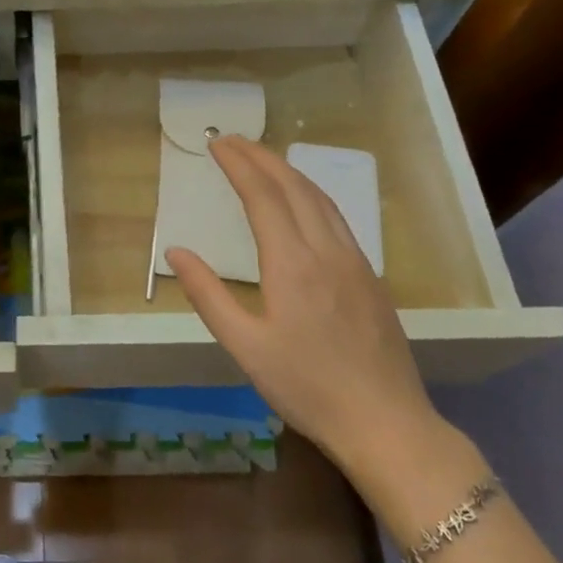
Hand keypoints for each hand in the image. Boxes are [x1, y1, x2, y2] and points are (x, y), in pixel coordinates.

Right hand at [166, 135, 436, 477]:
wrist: (385, 422)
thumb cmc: (305, 387)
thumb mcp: (244, 346)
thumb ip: (208, 294)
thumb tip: (177, 251)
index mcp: (292, 264)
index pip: (262, 196)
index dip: (238, 165)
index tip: (216, 143)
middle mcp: (327, 251)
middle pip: (294, 187)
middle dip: (261, 157)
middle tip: (232, 140)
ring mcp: (355, 262)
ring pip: (321, 199)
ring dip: (288, 171)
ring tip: (262, 159)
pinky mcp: (370, 277)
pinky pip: (337, 218)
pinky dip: (311, 194)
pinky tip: (303, 202)